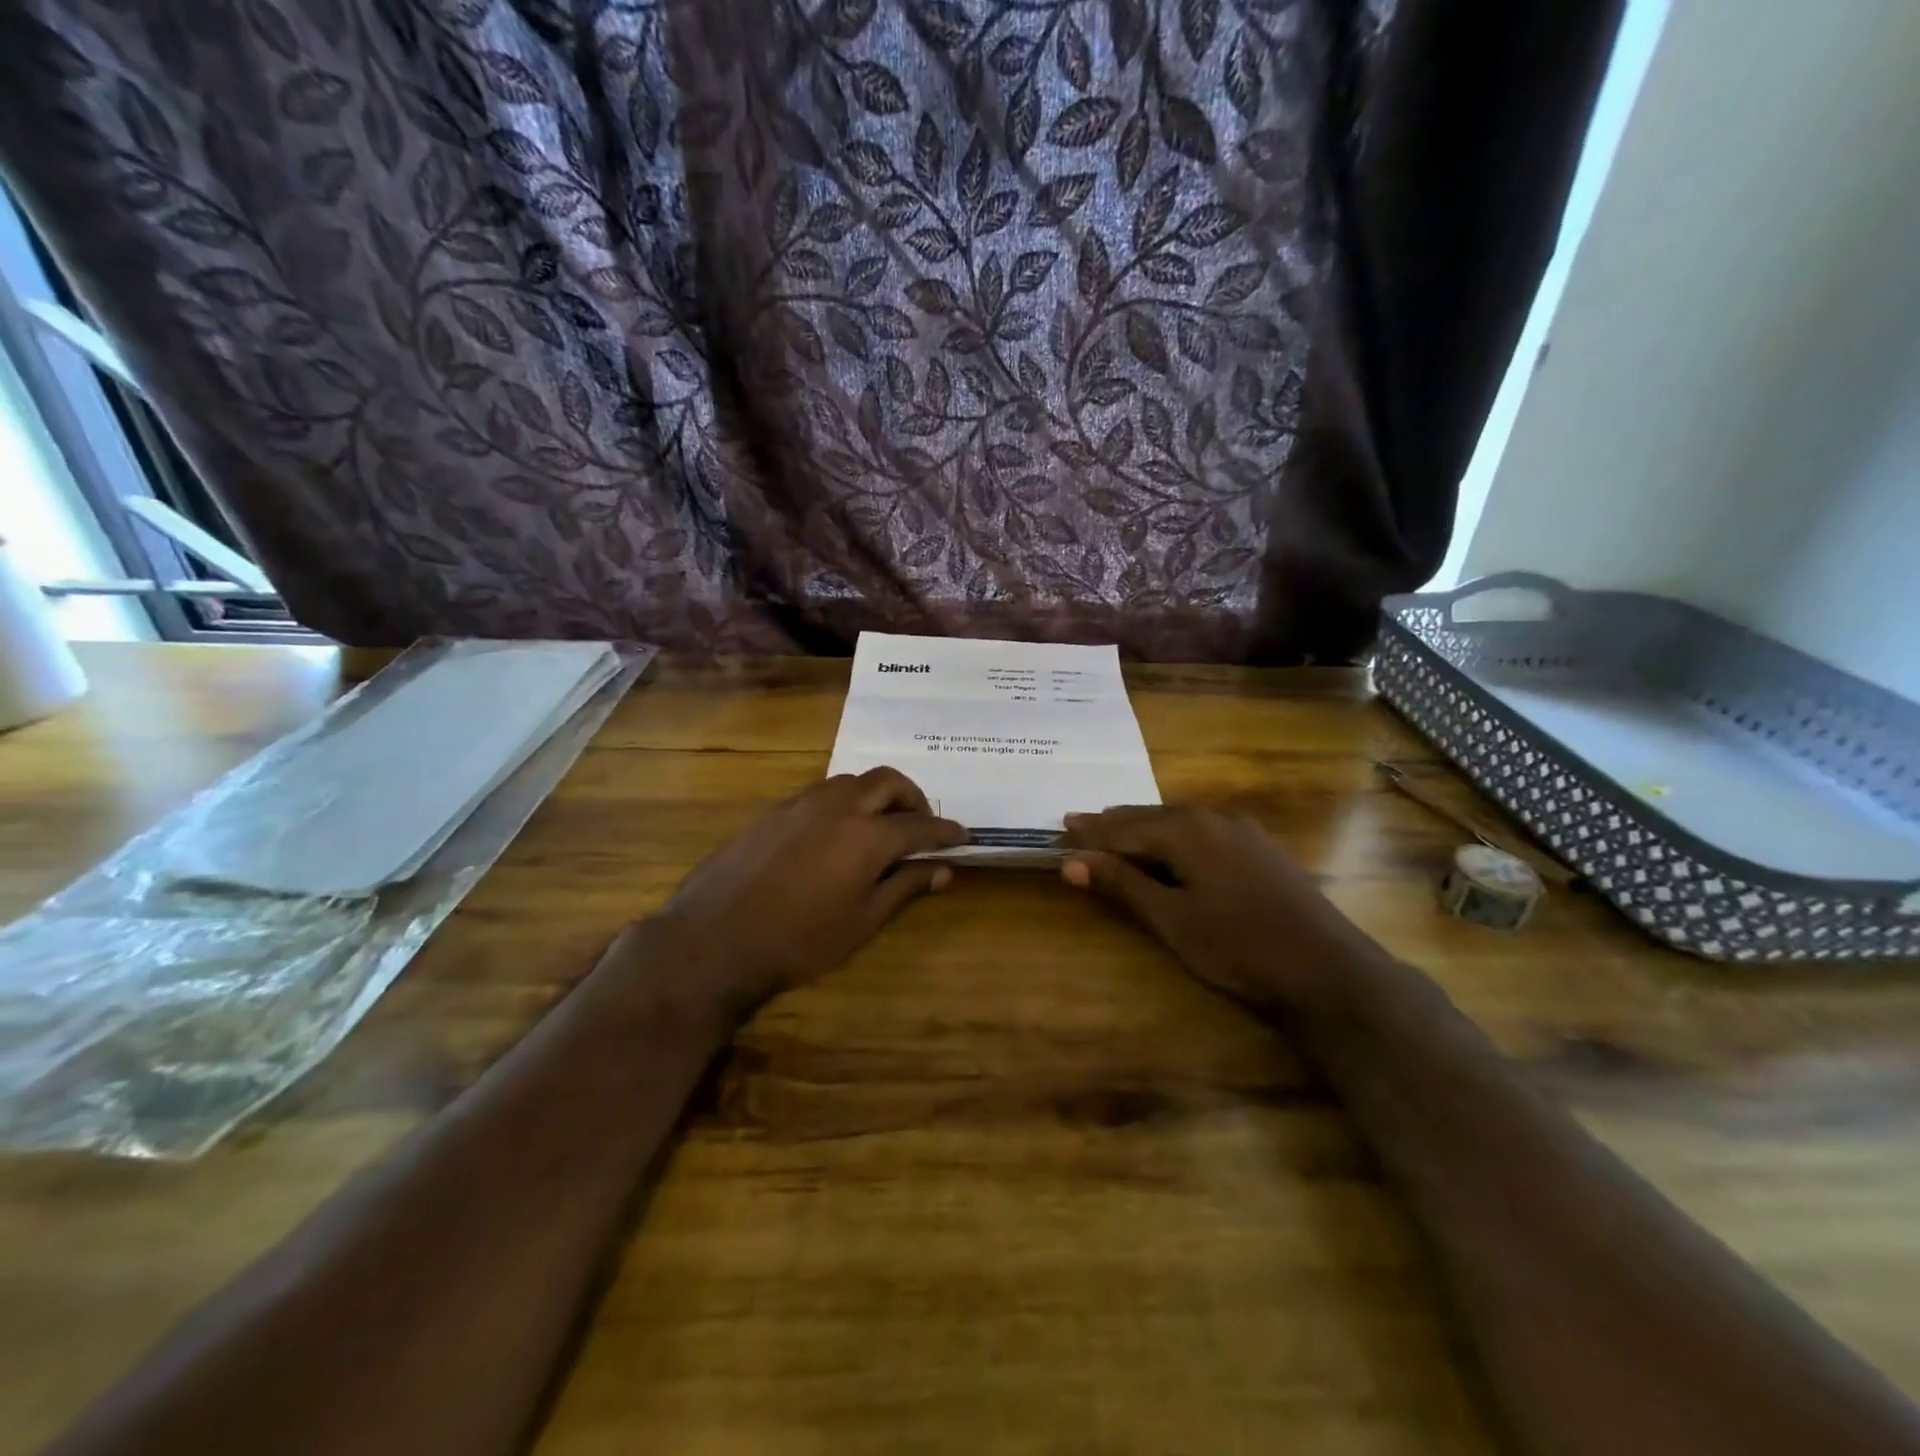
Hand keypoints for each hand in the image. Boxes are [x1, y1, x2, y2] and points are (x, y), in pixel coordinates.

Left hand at [644, 767, 963, 1018]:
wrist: (715, 939)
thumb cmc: (799, 941)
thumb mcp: (862, 922)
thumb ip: (905, 888)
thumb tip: (942, 869)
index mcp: (869, 836)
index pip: (921, 825)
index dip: (945, 831)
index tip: (961, 836)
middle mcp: (840, 807)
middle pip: (889, 782)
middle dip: (913, 798)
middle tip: (921, 824)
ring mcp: (803, 803)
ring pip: (853, 781)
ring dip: (877, 795)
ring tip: (880, 825)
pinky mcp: (776, 810)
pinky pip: (822, 792)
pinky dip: (845, 802)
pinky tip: (836, 832)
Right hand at [1059, 805, 1390, 1011]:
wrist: (1327, 970)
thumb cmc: (1239, 946)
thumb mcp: (1172, 919)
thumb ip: (1123, 886)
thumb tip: (1072, 862)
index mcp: (1187, 830)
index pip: (1124, 829)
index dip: (1090, 835)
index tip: (1058, 832)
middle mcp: (1213, 818)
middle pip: (1150, 817)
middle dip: (1112, 823)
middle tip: (1076, 822)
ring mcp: (1242, 830)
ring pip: (1178, 820)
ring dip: (1143, 826)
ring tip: (1114, 828)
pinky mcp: (1260, 848)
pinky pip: (1202, 830)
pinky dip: (1174, 834)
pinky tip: (1171, 843)